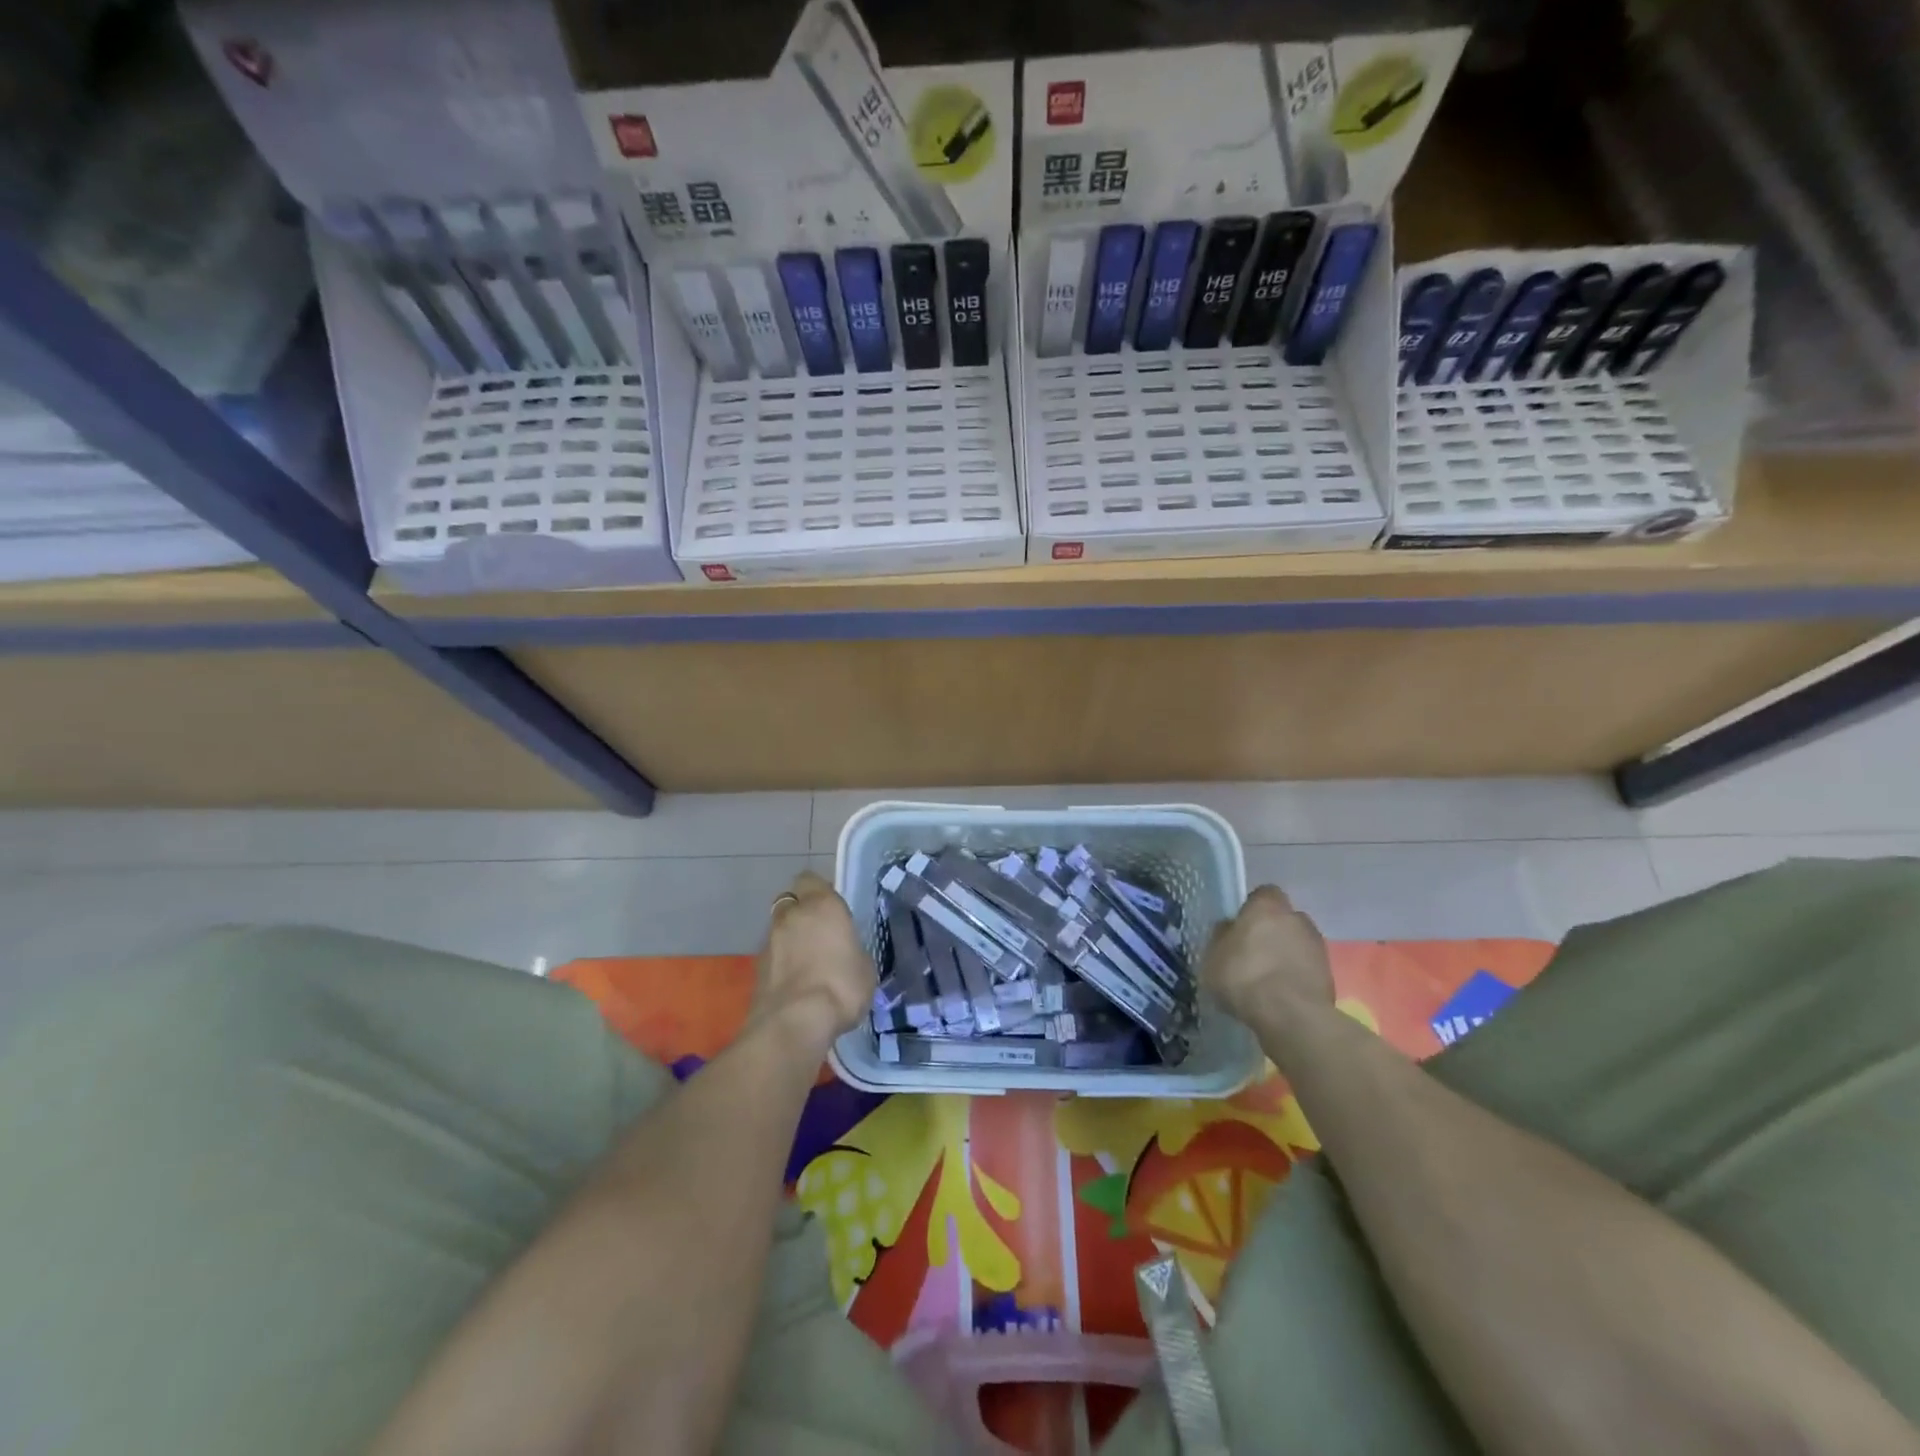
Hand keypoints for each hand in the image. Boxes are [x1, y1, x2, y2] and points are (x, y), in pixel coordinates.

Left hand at [754, 871, 875, 1047]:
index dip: (820, 891)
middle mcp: (791, 915)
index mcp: (821, 906)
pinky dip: (782, 964)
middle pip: (791, 902)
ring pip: (779, 929)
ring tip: (808, 964)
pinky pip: (772, 956)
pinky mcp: (755, 969)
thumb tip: (845, 954)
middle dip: (801, 913)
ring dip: (790, 940)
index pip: (811, 880)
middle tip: (820, 935)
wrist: (794, 1023)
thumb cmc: (840, 986)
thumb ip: (851, 950)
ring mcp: (768, 941)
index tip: (833, 908)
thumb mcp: (865, 967)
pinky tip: (796, 984)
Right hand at [1202, 885, 1334, 1024]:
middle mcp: (1297, 918)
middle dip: (1272, 931)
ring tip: (1268, 977)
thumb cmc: (1244, 976)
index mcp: (1267, 906)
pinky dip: (1297, 975)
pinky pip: (1307, 967)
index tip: (1241, 926)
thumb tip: (1229, 928)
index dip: (1253, 908)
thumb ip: (1222, 937)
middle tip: (1254, 953)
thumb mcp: (1213, 956)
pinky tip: (1282, 994)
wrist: (1291, 1016)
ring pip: (1297, 943)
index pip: (1263, 894)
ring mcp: (1318, 946)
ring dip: (1287, 954)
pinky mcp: (1330, 974)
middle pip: (1284, 918)